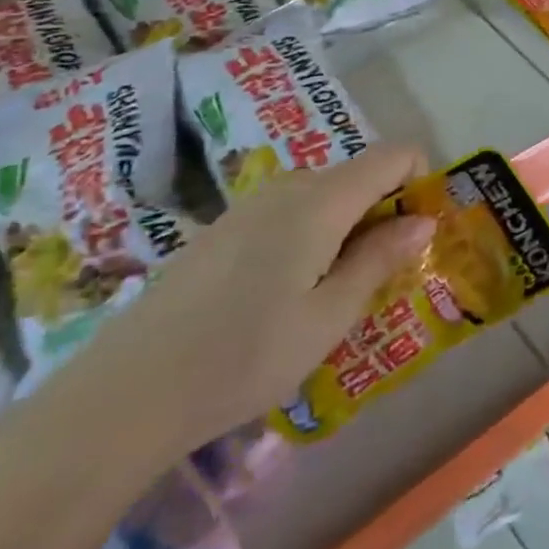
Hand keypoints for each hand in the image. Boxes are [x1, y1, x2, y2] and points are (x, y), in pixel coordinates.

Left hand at [46, 146, 436, 459]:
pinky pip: (288, 212)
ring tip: (333, 293)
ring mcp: (249, 205)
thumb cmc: (245, 356)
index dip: (420, 180)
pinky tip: (284, 295)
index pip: (393, 155)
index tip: (420, 234)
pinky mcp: (222, 228)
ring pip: (323, 195)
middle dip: (384, 211)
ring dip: (347, 227)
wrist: (125, 394)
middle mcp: (288, 186)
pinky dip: (311, 236)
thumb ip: (380, 259)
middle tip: (380, 277)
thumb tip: (424, 220)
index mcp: (321, 200)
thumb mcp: (329, 316)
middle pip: (358, 174)